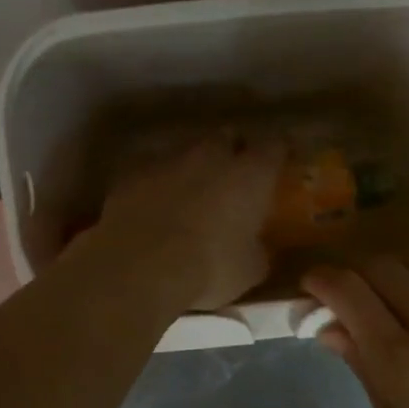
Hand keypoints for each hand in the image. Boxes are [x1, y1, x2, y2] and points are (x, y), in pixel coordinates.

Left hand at [96, 131, 284, 310]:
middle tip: (232, 177)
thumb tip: (256, 248)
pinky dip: (156, 184)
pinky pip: (151, 171)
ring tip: (189, 195)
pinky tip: (153, 208)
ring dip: (192, 167)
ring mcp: (168, 159)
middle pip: (227, 137)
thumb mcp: (249, 270)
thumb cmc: (209, 267)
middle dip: (231, 152)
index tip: (277, 164)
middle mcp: (211, 155)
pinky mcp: (131, 173)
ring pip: (186, 151)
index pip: (274, 146)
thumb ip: (257, 250)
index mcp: (250, 174)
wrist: (140, 266)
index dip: (277, 154)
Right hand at [303, 248, 408, 407]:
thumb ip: (365, 374)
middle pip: (379, 268)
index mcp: (404, 366)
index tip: (313, 288)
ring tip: (398, 293)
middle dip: (354, 276)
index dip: (321, 282)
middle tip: (352, 298)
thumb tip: (330, 328)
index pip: (349, 294)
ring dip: (396, 269)